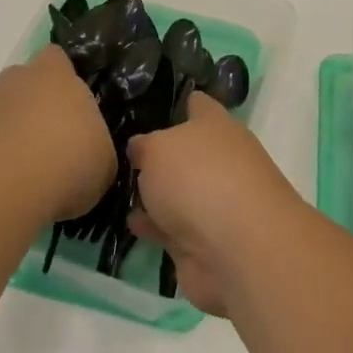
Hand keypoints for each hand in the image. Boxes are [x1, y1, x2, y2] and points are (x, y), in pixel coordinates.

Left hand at [0, 45, 114, 222]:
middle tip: (62, 141)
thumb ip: (96, 144)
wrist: (8, 186)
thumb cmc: (70, 158)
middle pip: (30, 85)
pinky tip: (22, 184)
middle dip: (42, 107)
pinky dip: (5, 158)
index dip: (67, 78)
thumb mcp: (105, 158)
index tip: (79, 104)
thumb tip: (90, 151)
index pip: (58, 59)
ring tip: (42, 170)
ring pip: (10, 113)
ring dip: (21, 134)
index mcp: (57, 74)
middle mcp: (19, 80)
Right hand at [126, 95, 309, 314]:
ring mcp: (215, 204)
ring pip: (179, 193)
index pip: (197, 104)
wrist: (237, 250)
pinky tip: (131, 224)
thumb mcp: (157, 148)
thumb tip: (141, 148)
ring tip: (115, 189)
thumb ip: (144, 146)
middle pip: (186, 153)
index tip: (148, 103)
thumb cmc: (198, 179)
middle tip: (118, 153)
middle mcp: (221, 161)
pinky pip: (172, 229)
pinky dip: (155, 227)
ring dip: (154, 195)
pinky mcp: (205, 243)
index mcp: (216, 127)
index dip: (176, 102)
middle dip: (158, 155)